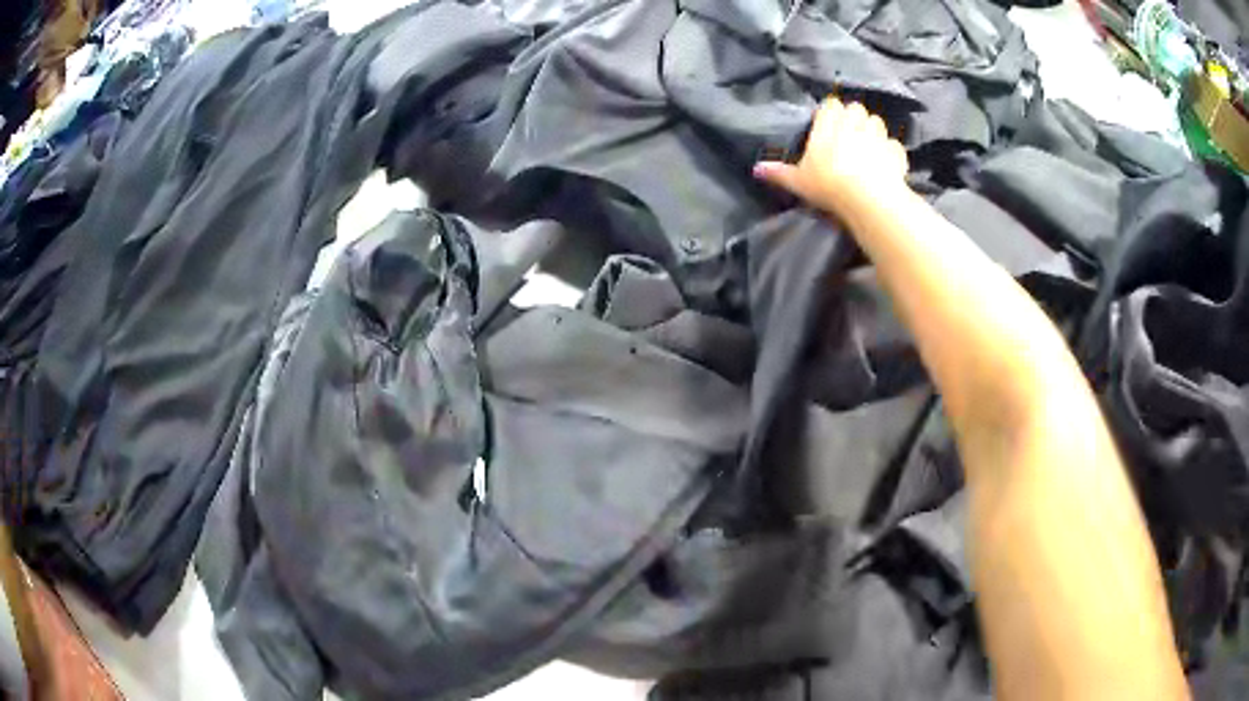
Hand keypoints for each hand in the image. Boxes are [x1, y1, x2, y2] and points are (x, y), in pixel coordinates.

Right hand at [754, 97, 909, 222]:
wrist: (867, 199)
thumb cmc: (828, 185)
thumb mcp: (799, 181)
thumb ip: (779, 172)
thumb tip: (756, 169)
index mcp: (829, 124)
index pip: (831, 104)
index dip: (832, 113)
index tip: (829, 125)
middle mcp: (854, 123)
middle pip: (856, 108)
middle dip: (854, 118)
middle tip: (849, 135)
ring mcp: (878, 136)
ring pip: (877, 122)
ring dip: (873, 130)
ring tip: (869, 146)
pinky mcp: (896, 152)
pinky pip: (893, 145)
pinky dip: (890, 152)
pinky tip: (886, 164)